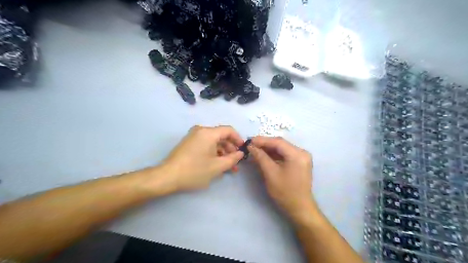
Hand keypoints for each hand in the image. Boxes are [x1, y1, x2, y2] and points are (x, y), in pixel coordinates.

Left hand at [162, 124, 244, 190]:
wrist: (167, 176)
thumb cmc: (194, 171)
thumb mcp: (217, 167)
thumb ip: (232, 159)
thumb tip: (240, 153)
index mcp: (208, 133)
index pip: (229, 130)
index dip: (238, 139)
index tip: (243, 150)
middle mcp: (201, 131)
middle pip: (221, 136)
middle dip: (231, 149)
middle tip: (236, 163)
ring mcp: (194, 137)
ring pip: (214, 142)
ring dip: (223, 153)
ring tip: (228, 168)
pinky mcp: (189, 143)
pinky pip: (206, 145)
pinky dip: (214, 153)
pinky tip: (217, 165)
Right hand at [249, 137, 313, 220]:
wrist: (300, 208)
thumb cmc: (285, 192)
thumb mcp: (270, 173)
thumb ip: (260, 157)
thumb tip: (251, 146)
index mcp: (297, 154)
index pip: (277, 142)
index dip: (262, 140)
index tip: (249, 140)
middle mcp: (302, 152)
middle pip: (280, 144)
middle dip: (265, 144)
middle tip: (251, 145)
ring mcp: (302, 157)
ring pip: (282, 149)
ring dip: (269, 149)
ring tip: (255, 150)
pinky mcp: (299, 162)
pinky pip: (285, 154)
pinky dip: (274, 155)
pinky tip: (264, 155)